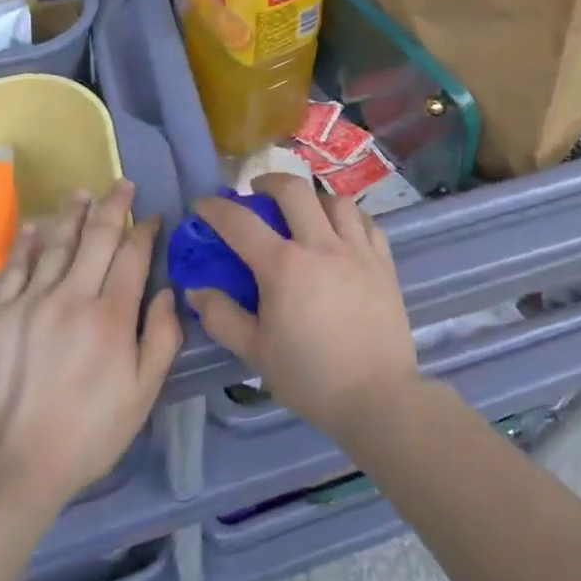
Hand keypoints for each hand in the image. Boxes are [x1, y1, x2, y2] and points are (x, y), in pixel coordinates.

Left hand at [0, 181, 181, 510]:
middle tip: (122, 185)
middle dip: (114, 206)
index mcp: (111, 316)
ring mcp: (30, 302)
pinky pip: (12, 268)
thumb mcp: (142, 395)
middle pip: (97, 238)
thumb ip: (162, 338)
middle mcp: (72, 296)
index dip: (145, 230)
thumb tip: (169, 291)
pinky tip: (33, 227)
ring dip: (72, 215)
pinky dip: (24, 244)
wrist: (11, 468)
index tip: (152, 217)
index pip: (132, 255)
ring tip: (82, 193)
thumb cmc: (87, 434)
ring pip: (55, 244)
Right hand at [187, 173, 418, 443]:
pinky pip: (367, 221)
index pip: (241, 223)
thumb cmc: (311, 377)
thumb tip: (197, 289)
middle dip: (269, 182)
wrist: (378, 398)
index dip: (217, 209)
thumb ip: (223, 317)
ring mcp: (356, 249)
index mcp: (283, 267)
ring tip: (304, 211)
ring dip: (313, 198)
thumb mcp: (256, 353)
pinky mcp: (383, 261)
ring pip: (335, 200)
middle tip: (258, 192)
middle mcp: (320, 245)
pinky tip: (342, 230)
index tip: (204, 204)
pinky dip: (349, 217)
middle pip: (294, 190)